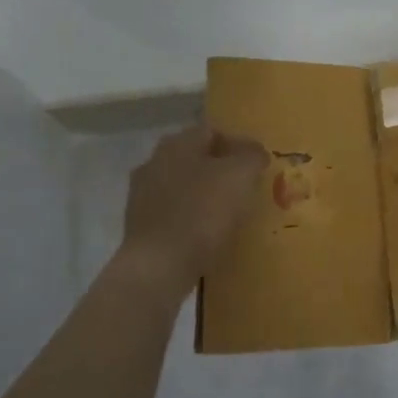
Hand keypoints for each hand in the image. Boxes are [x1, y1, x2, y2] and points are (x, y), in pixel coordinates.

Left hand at [120, 123, 267, 289]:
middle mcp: (155, 161)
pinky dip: (191, 218)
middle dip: (220, 170)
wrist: (159, 266)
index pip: (213, 131)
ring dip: (204, 194)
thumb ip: (252, 156)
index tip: (257, 166)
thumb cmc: (202, 212)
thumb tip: (255, 152)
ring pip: (183, 185)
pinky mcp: (139, 225)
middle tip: (245, 188)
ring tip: (229, 214)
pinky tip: (207, 234)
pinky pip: (174, 212)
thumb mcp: (240, 175)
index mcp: (177, 143)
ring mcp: (142, 194)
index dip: (239, 145)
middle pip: (196, 158)